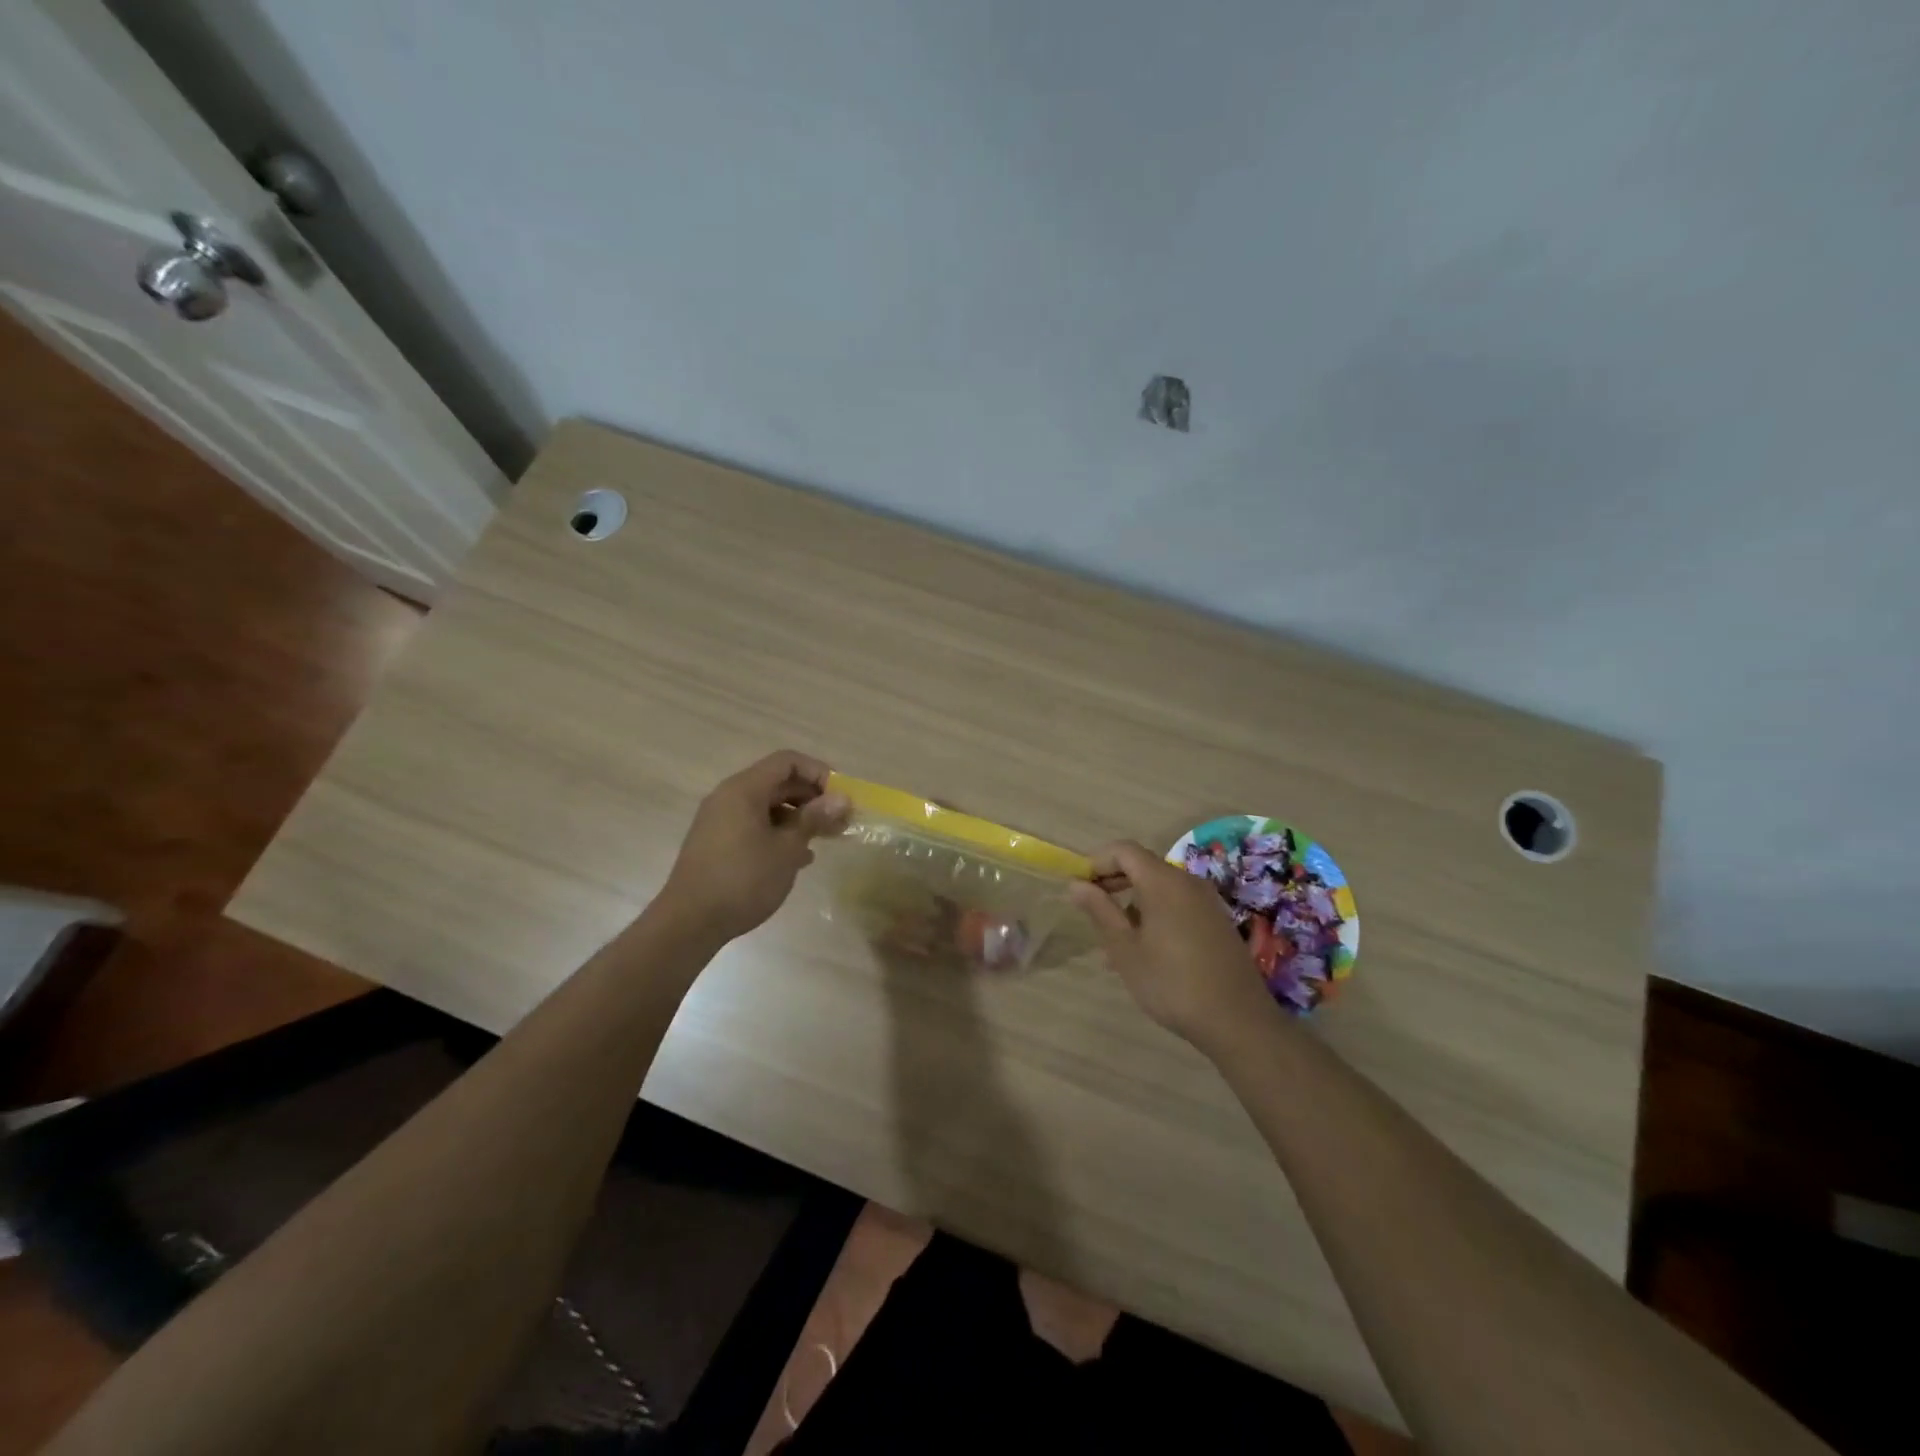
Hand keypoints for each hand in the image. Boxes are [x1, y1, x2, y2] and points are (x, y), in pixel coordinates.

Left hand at [661, 751, 849, 942]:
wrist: (689, 922)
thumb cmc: (743, 879)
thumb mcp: (787, 849)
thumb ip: (814, 818)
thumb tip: (842, 798)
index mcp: (744, 789)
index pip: (787, 761)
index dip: (818, 772)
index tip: (840, 797)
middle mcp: (729, 797)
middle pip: (778, 783)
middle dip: (812, 798)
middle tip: (839, 821)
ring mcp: (720, 820)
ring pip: (767, 806)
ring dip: (798, 818)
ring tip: (823, 840)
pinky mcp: (717, 843)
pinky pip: (754, 825)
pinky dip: (778, 833)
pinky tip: (798, 859)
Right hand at [1069, 841, 1271, 1045]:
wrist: (1238, 1021)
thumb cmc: (1171, 983)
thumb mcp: (1125, 949)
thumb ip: (1100, 911)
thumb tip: (1076, 884)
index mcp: (1163, 882)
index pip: (1123, 850)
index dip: (1096, 862)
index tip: (1079, 888)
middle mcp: (1187, 882)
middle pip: (1142, 865)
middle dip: (1112, 882)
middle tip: (1090, 910)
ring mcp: (1207, 901)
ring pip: (1159, 889)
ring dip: (1132, 904)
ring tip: (1113, 944)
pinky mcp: (1217, 921)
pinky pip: (1177, 905)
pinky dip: (1154, 915)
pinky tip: (1145, 952)